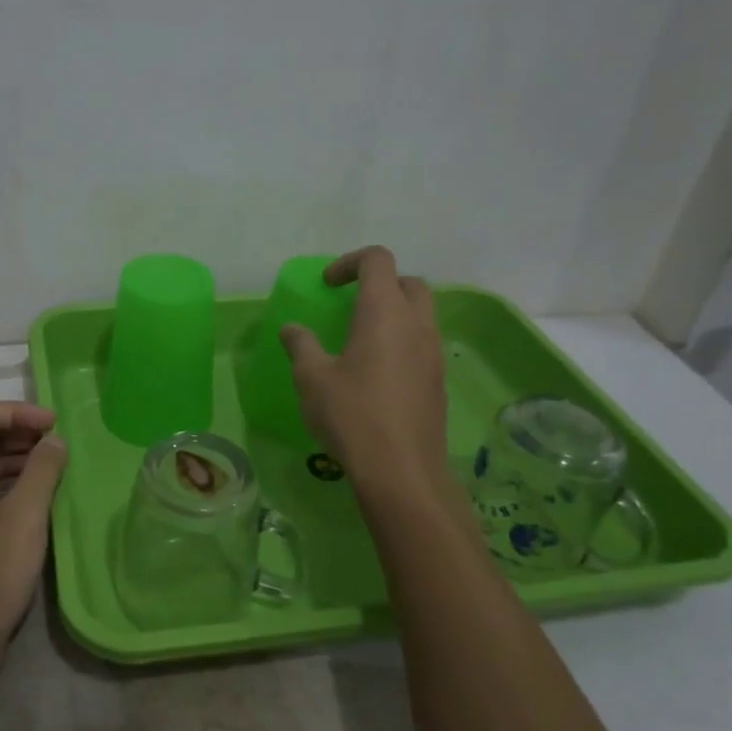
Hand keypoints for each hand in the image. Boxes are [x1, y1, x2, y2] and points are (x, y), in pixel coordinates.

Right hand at [280, 246, 448, 491]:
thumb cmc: (351, 415)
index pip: (377, 260)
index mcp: (384, 312)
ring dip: (395, 313)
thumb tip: (292, 329)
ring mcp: (434, 353)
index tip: (328, 285)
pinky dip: (403, 342)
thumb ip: (301, 346)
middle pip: (409, 282)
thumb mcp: (312, 378)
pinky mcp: (439, 380)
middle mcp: (417, 324)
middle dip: (380, 284)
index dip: (350, 262)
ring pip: (422, 314)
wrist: (401, 470)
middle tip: (351, 305)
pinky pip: (424, 344)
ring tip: (363, 339)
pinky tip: (379, 373)